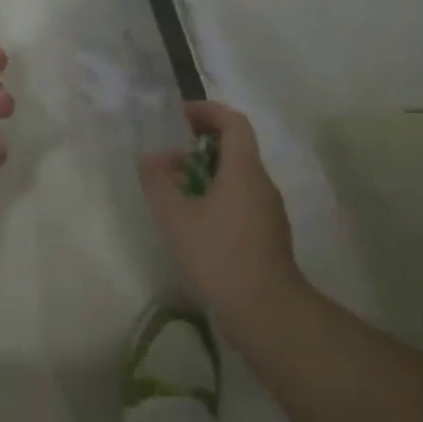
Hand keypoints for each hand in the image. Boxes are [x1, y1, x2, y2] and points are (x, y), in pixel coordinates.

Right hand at [140, 100, 303, 314]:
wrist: (266, 310)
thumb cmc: (219, 256)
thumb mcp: (177, 218)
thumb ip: (159, 182)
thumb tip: (153, 157)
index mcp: (244, 170)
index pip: (234, 122)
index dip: (208, 111)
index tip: (180, 115)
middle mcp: (262, 183)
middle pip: (237, 147)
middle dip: (203, 141)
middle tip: (172, 151)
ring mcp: (268, 210)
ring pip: (239, 175)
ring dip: (209, 170)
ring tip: (177, 185)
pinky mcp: (267, 234)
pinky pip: (242, 199)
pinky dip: (218, 194)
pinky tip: (195, 218)